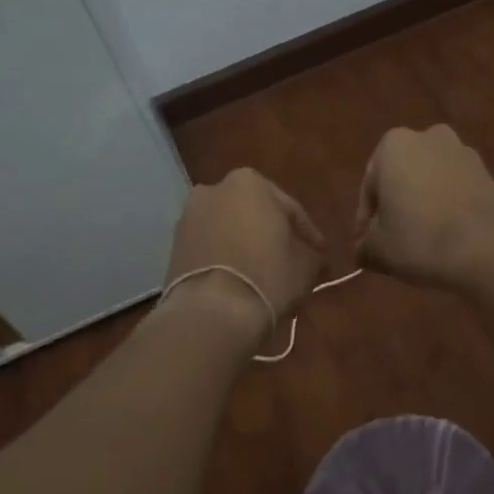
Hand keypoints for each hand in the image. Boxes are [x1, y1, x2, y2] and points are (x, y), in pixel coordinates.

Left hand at [164, 168, 324, 336]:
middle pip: (254, 214)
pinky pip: (210, 247)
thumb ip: (311, 252)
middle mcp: (214, 189)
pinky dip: (225, 258)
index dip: (308, 233)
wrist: (212, 311)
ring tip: (263, 273)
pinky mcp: (174, 246)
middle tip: (291, 260)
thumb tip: (312, 255)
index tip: (319, 252)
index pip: (290, 208)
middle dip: (271, 234)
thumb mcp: (306, 264)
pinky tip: (240, 279)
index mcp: (249, 182)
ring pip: (229, 229)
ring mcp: (189, 217)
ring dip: (245, 245)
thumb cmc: (267, 275)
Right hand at [355, 125, 493, 287]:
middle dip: (397, 208)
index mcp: (393, 145)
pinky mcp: (489, 172)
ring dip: (424, 207)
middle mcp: (428, 137)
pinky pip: (456, 190)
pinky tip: (448, 238)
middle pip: (402, 179)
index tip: (368, 246)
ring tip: (422, 243)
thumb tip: (363, 251)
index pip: (369, 188)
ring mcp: (463, 152)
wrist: (490, 248)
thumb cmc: (420, 239)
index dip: (366, 221)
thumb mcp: (378, 249)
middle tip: (393, 244)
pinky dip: (449, 209)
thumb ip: (364, 245)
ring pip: (430, 183)